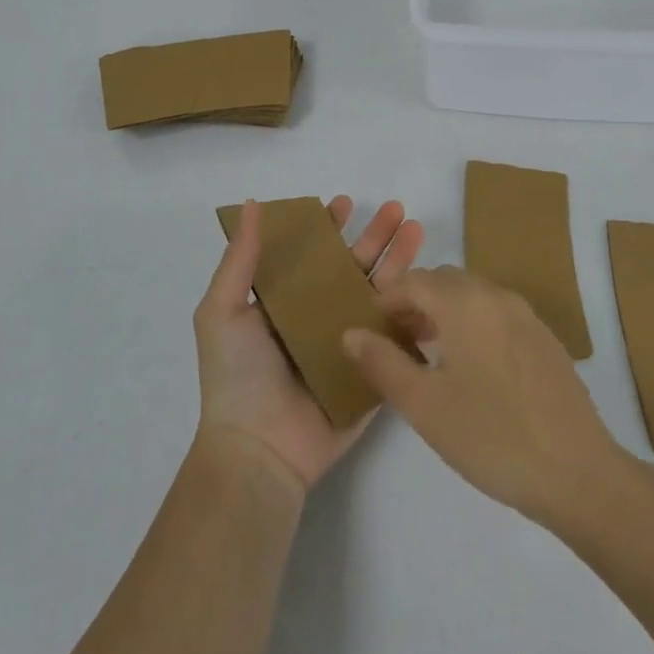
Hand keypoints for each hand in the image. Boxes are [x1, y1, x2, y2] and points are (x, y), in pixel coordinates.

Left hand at [195, 196, 422, 493]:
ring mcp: (348, 344)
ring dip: (399, 263)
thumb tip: (251, 204)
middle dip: (375, 238)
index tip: (345, 203)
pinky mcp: (371, 371)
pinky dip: (413, 311)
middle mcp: (318, 317)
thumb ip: (241, 259)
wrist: (260, 450)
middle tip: (399, 210)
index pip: (312, 255)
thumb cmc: (237, 376)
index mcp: (285, 302)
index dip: (328, 228)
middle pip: (353, 268)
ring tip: (418, 231)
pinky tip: (431, 285)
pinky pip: (396, 337)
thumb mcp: (222, 310)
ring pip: (379, 295)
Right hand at [342, 268, 623, 525]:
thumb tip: (352, 333)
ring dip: (443, 313)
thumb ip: (382, 363)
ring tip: (424, 354)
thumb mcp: (423, 404)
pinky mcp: (545, 339)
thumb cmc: (492, 436)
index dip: (385, 299)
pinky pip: (496, 314)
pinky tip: (468, 368)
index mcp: (466, 303)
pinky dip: (471, 324)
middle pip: (444, 281)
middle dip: (413, 302)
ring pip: (472, 296)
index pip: (413, 281)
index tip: (367, 328)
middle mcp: (497, 296)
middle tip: (393, 340)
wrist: (578, 473)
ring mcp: (526, 316)